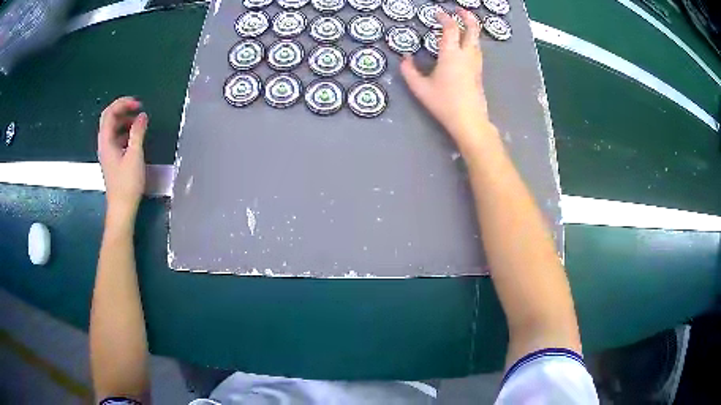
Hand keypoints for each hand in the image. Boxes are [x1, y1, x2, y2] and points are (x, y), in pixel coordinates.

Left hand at [97, 97, 147, 222]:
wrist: (122, 208)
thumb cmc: (127, 183)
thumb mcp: (135, 155)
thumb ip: (137, 132)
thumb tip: (142, 116)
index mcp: (106, 141)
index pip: (109, 113)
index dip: (123, 103)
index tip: (138, 104)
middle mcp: (104, 144)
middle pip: (109, 118)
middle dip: (123, 109)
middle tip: (138, 109)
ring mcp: (107, 152)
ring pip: (113, 128)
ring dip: (125, 120)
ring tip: (139, 122)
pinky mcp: (112, 159)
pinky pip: (116, 138)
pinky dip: (125, 132)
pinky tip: (135, 137)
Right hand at [400, 9, 491, 149]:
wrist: (469, 121)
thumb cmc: (444, 103)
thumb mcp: (420, 88)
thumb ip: (409, 71)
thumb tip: (404, 58)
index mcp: (451, 54)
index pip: (450, 28)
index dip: (444, 18)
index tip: (437, 14)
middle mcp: (466, 55)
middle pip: (472, 30)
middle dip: (467, 17)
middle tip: (460, 10)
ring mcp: (475, 64)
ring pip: (477, 40)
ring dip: (472, 29)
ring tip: (464, 25)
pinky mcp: (479, 73)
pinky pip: (477, 50)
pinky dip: (472, 41)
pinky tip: (466, 45)